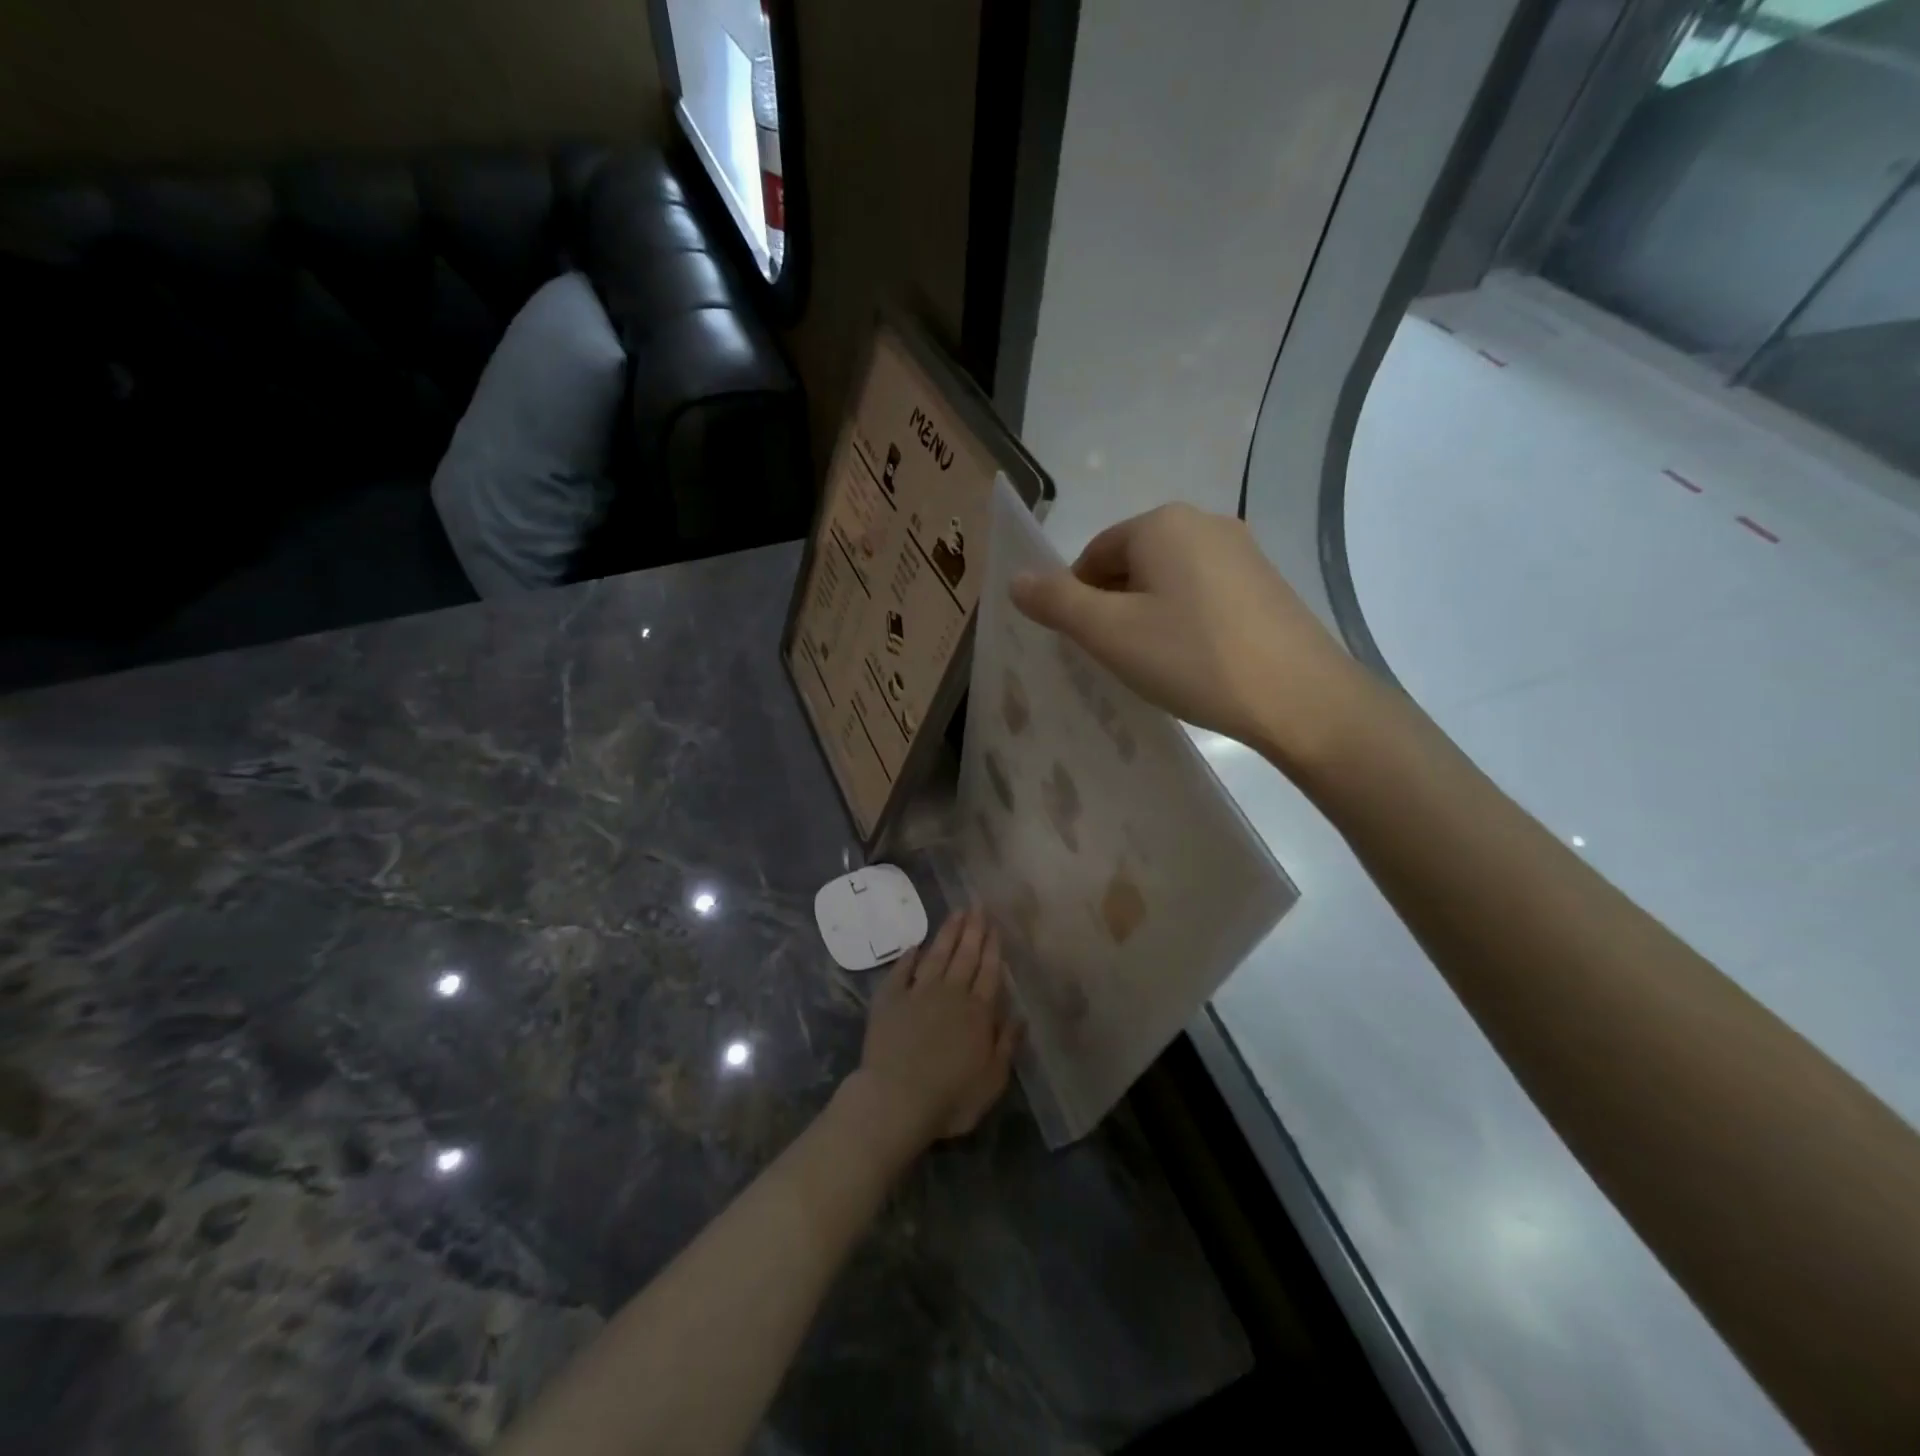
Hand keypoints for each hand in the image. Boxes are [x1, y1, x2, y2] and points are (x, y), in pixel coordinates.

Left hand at [852, 909, 1018, 1149]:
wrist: (896, 1099)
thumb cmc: (951, 1097)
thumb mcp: (992, 1080)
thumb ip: (1006, 1044)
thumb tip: (1020, 1015)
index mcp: (978, 1012)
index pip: (989, 971)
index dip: (993, 947)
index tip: (995, 924)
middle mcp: (950, 994)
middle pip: (965, 956)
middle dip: (973, 929)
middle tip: (977, 905)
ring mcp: (918, 993)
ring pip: (937, 956)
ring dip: (947, 933)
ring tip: (956, 912)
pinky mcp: (889, 999)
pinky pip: (901, 971)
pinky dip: (909, 957)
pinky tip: (915, 946)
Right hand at [1009, 504, 1370, 776]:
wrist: (1300, 697)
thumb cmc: (1193, 658)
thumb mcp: (1110, 633)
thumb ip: (1056, 602)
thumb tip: (1016, 579)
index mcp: (1161, 523)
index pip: (1093, 555)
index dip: (1077, 601)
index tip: (1086, 646)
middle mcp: (1203, 522)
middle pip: (1130, 564)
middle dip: (1113, 607)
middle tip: (1117, 659)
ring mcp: (1242, 551)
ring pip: (1167, 580)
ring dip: (1147, 616)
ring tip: (1155, 664)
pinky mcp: (1265, 583)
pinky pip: (1203, 594)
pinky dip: (1184, 621)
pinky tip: (1194, 660)